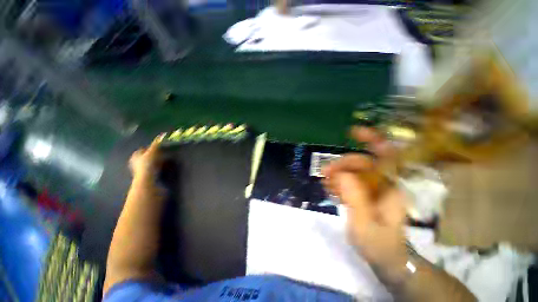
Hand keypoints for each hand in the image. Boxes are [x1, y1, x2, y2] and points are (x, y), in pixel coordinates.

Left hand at [129, 135, 162, 179]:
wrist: (146, 178)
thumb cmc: (147, 163)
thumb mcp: (153, 152)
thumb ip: (156, 144)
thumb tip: (162, 134)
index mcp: (135, 154)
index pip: (143, 149)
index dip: (151, 148)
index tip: (159, 149)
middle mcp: (134, 161)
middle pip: (145, 155)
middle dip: (152, 155)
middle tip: (161, 155)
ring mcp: (138, 169)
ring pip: (147, 162)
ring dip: (154, 161)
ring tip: (161, 162)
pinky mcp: (142, 174)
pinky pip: (149, 168)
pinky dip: (154, 167)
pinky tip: (159, 168)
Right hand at [323, 127, 407, 280]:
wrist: (386, 258)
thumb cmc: (380, 245)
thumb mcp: (365, 225)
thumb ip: (355, 199)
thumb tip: (341, 174)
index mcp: (392, 188)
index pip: (387, 156)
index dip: (373, 140)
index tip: (352, 132)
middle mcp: (384, 183)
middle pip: (362, 162)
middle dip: (342, 164)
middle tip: (325, 173)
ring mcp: (373, 187)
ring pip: (353, 171)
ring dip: (337, 174)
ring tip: (326, 184)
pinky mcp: (364, 192)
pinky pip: (349, 180)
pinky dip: (337, 181)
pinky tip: (330, 189)